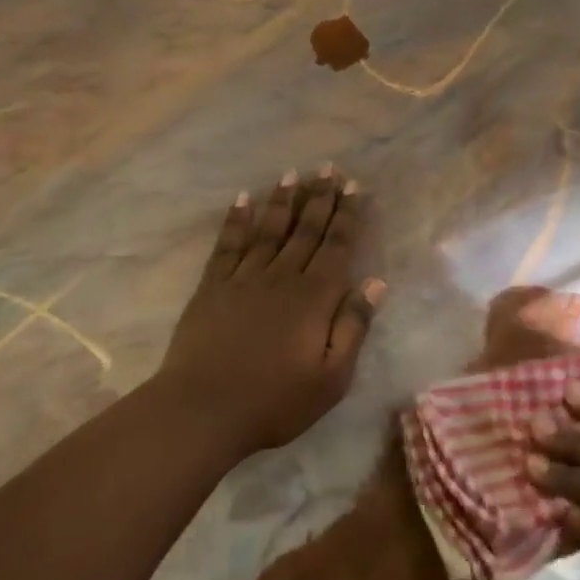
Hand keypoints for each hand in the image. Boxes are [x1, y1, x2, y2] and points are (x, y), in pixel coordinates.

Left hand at [155, 168, 383, 457]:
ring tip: (292, 174)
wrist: (204, 411)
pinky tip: (242, 200)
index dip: (347, 215)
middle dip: (319, 197)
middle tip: (328, 168)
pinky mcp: (212, 288)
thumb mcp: (332, 377)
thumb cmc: (276, 401)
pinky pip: (228, 245)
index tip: (354, 187)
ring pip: (269, 230)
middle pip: (305, 230)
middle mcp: (282, 278)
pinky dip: (236, 221)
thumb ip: (353, 327)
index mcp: (314, 298)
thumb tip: (376, 283)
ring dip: (282, 201)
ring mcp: (244, 279)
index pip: (337, 246)